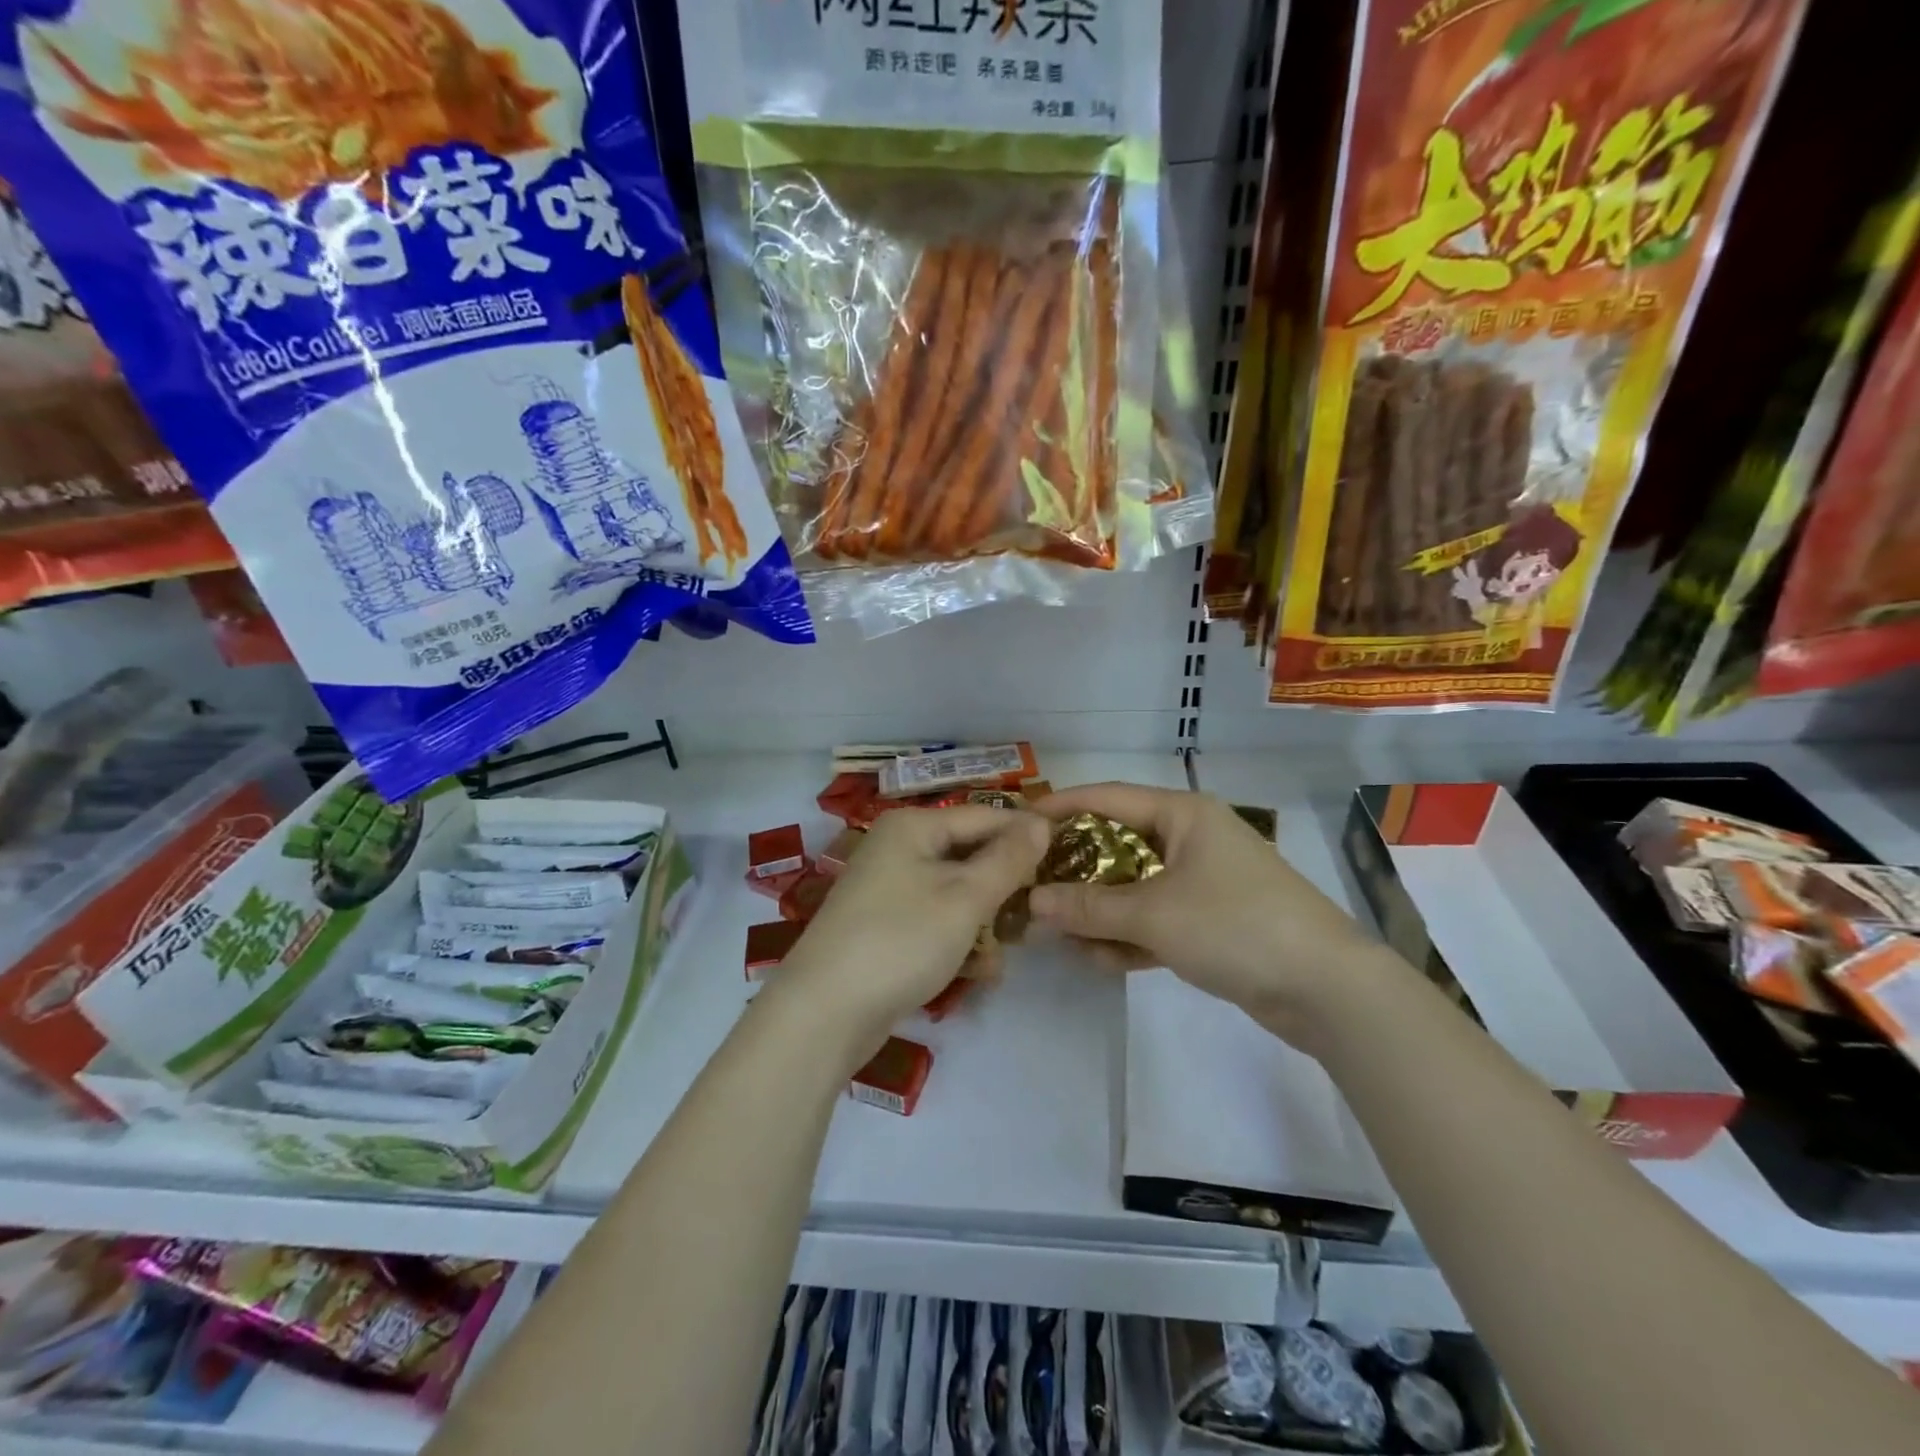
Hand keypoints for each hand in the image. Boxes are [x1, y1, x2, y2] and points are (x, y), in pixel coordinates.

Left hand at [772, 806, 1049, 1066]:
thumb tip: (1042, 820)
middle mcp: (898, 848)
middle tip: (1039, 915)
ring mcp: (889, 888)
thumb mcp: (965, 898)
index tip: (1068, 861)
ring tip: (1011, 948)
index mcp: (913, 826)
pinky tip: (981, 971)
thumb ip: (1008, 858)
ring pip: (956, 892)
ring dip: (986, 919)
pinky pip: (936, 920)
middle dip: (1005, 886)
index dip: (1027, 836)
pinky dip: (959, 939)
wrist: (825, 1012)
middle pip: (970, 854)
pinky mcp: (886, 926)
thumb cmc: (901, 940)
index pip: (986, 816)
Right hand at [1028, 784, 1379, 1045]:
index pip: (1107, 798)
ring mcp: (1203, 882)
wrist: (1327, 990)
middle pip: (1117, 845)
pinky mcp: (1211, 922)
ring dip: (1098, 912)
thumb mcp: (1154, 914)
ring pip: (1134, 888)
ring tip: (1057, 937)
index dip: (1060, 808)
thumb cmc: (1236, 926)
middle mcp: (1191, 839)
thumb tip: (1032, 902)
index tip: (1018, 823)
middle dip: (1075, 871)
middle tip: (1029, 889)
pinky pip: (1156, 919)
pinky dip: (1129, 936)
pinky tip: (1098, 960)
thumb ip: (1089, 907)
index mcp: (1182, 814)